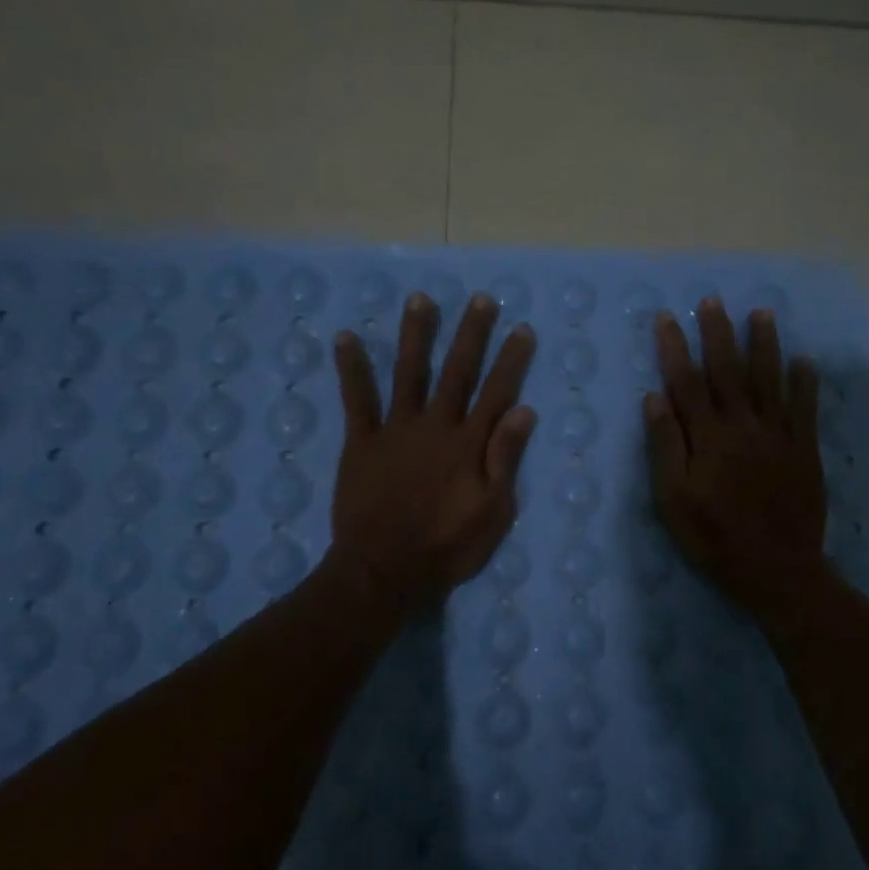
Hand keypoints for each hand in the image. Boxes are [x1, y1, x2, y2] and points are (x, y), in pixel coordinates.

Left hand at [327, 290, 537, 613]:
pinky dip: (351, 368)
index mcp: (469, 444)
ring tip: (419, 299)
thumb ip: (505, 458)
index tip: (521, 329)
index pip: (497, 393)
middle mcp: (435, 426)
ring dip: (415, 335)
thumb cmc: (447, 547)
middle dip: (470, 334)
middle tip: (479, 299)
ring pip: (408, 373)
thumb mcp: (494, 511)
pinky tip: (344, 337)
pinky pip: (356, 400)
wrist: (385, 570)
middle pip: (457, 372)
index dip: (511, 360)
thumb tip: (524, 410)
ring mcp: (396, 430)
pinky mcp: (362, 442)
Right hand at [644, 298, 830, 620]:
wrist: (776, 568)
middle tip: (712, 301)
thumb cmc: (714, 536)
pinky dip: (804, 382)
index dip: (675, 347)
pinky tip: (805, 360)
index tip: (668, 318)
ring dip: (764, 344)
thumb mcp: (674, 499)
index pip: (686, 381)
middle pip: (728, 370)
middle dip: (718, 333)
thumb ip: (666, 446)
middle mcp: (743, 425)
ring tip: (761, 314)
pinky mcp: (804, 449)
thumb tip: (654, 397)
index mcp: (708, 436)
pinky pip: (805, 408)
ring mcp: (778, 434)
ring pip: (769, 379)